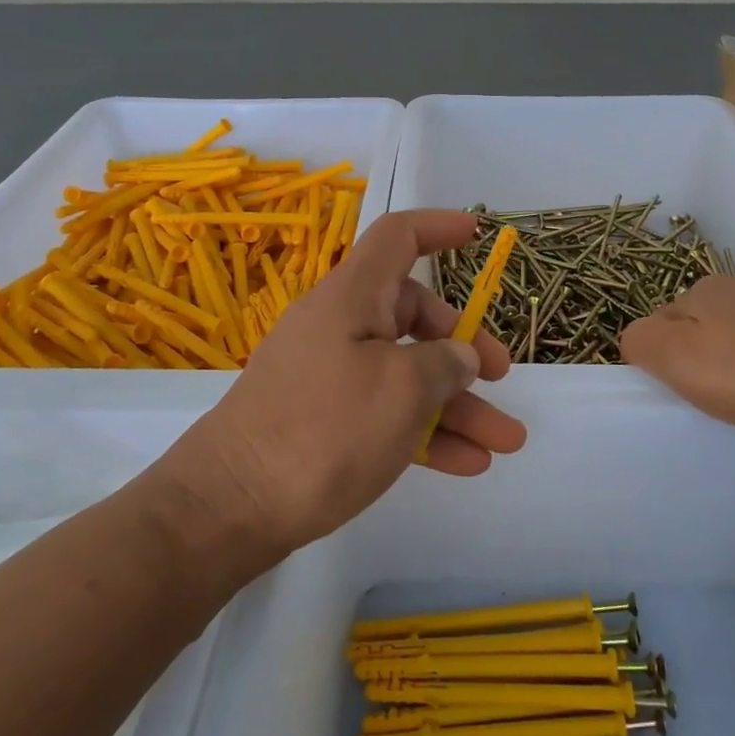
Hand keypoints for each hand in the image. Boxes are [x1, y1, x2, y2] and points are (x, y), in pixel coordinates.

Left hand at [162, 210, 526, 556]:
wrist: (229, 507)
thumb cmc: (323, 431)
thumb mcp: (401, 390)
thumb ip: (443, 364)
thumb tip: (458, 356)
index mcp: (352, 297)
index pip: (397, 238)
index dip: (439, 228)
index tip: (477, 234)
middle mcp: (339, 326)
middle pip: (412, 315)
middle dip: (464, 347)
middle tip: (501, 377)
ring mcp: (329, 374)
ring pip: (406, 372)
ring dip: (457, 405)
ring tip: (505, 442)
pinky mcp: (323, 419)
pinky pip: (385, 410)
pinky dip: (424, 430)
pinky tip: (467, 463)